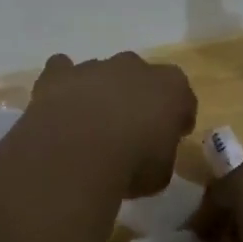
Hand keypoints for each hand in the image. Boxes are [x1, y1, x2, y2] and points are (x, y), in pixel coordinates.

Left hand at [21, 52, 196, 198]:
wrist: (75, 154)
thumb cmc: (130, 166)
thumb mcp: (160, 175)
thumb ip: (160, 156)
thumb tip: (150, 155)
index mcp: (171, 88)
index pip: (183, 97)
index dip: (178, 117)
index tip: (172, 136)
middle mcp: (134, 67)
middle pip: (141, 78)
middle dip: (137, 98)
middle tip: (129, 130)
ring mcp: (95, 66)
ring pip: (102, 73)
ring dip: (100, 93)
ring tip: (89, 126)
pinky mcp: (59, 73)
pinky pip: (62, 69)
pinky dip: (62, 83)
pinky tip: (59, 105)